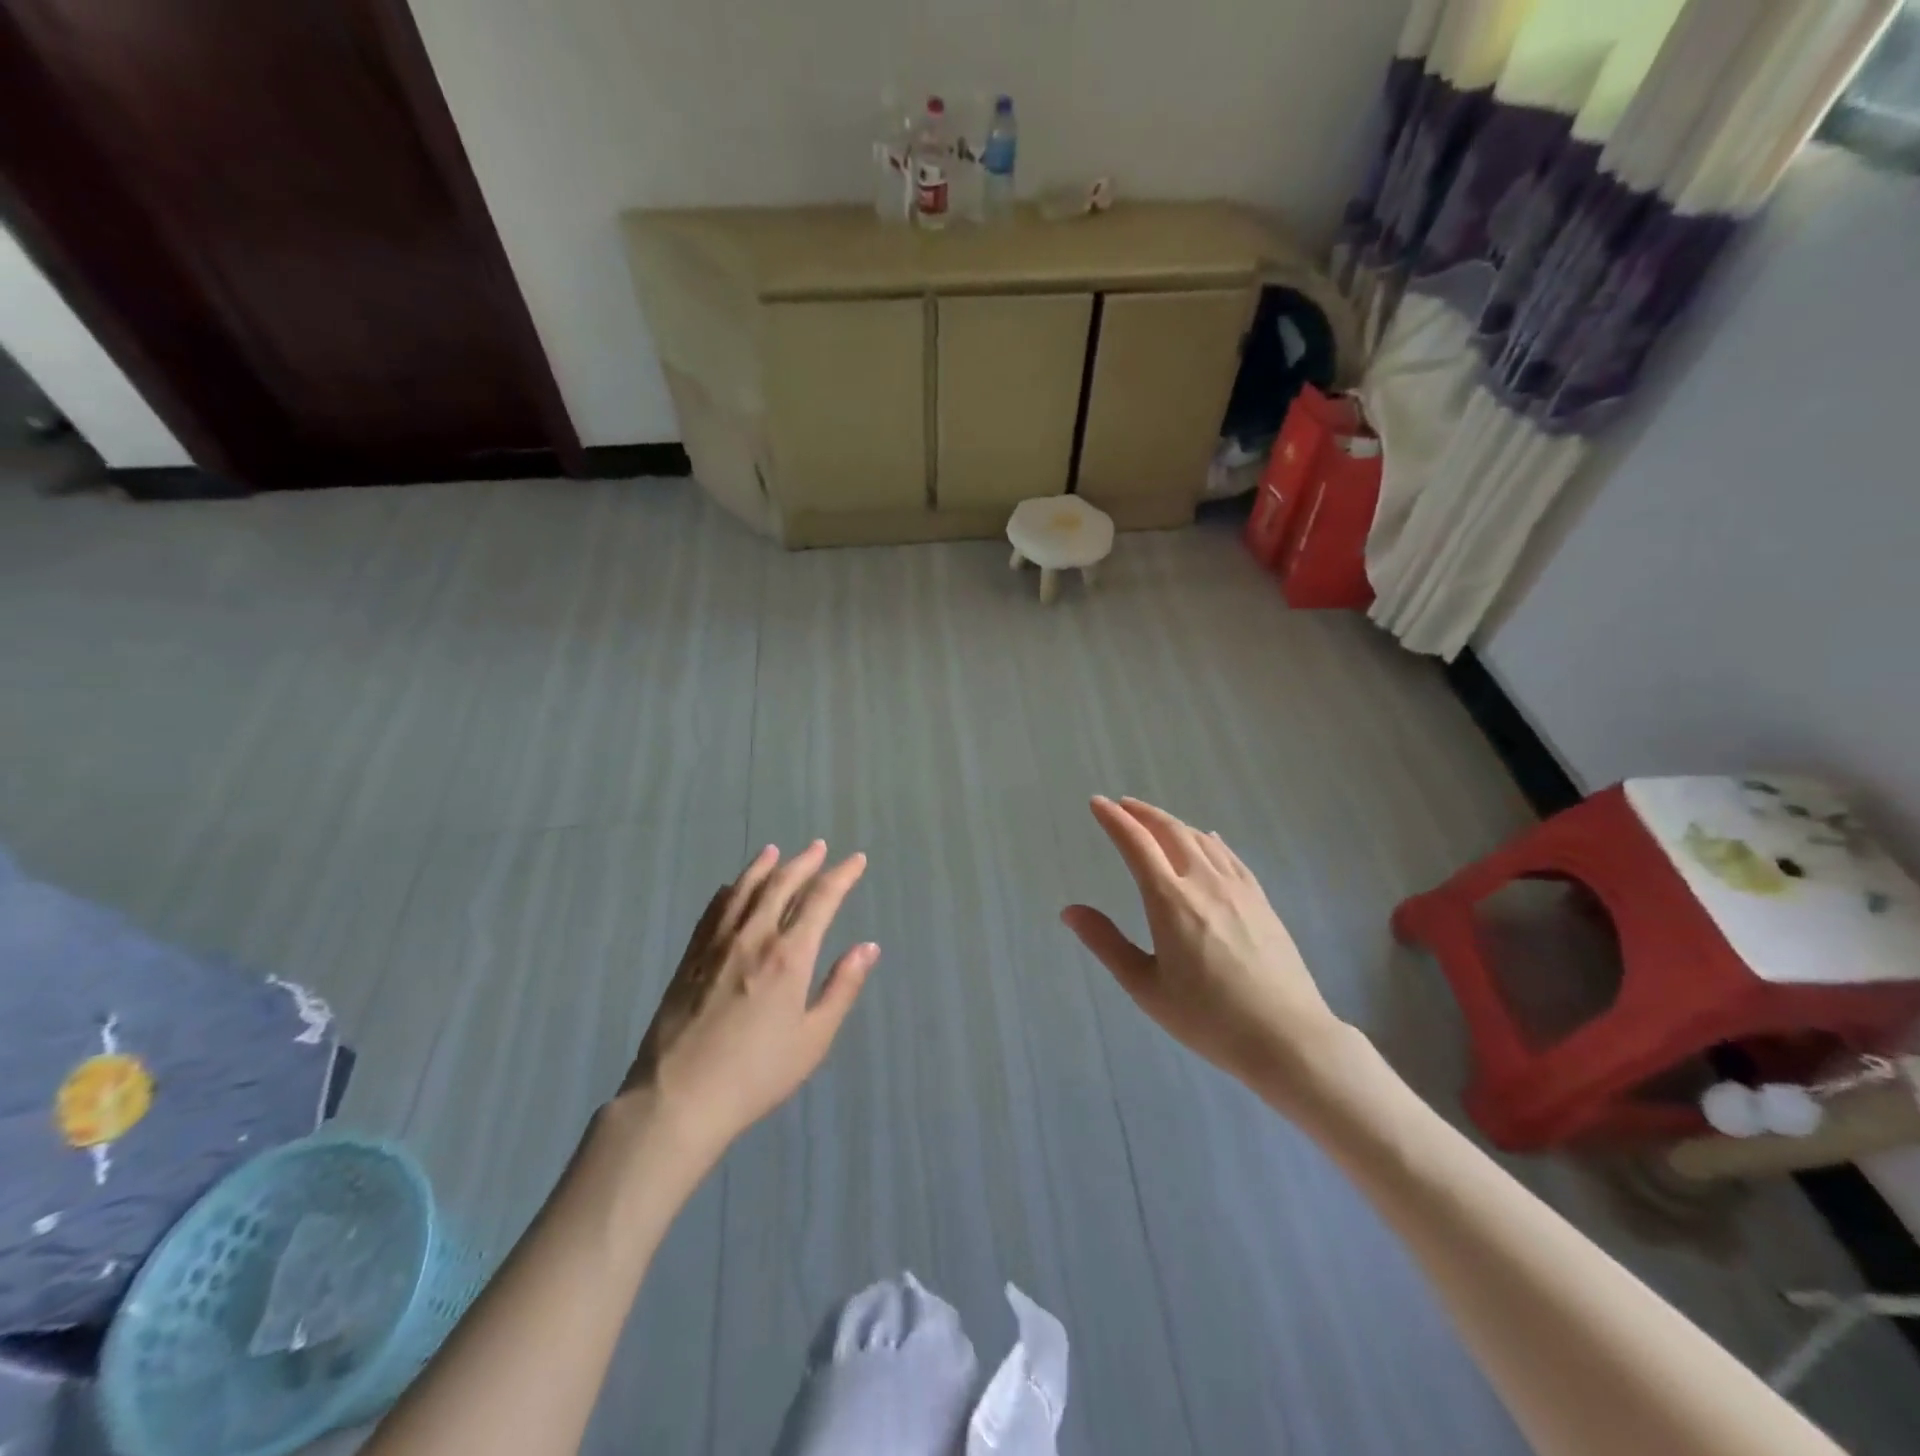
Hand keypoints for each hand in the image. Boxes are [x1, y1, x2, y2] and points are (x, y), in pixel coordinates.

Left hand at [620, 841, 877, 1159]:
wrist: (679, 1098)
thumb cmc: (756, 1074)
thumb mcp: (813, 1038)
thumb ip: (842, 987)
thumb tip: (868, 947)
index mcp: (789, 956)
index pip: (821, 900)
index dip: (842, 876)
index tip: (856, 860)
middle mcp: (754, 937)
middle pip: (781, 884)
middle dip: (805, 862)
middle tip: (819, 847)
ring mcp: (717, 944)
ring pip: (744, 889)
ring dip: (764, 866)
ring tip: (776, 850)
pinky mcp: (690, 957)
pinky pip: (713, 910)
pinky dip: (729, 891)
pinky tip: (731, 887)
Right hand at [1062, 797, 1344, 1099]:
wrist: (1287, 1038)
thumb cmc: (1208, 1018)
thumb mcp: (1146, 987)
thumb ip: (1106, 944)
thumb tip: (1069, 911)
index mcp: (1170, 900)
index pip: (1136, 844)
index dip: (1114, 820)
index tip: (1097, 803)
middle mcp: (1203, 882)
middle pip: (1170, 831)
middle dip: (1142, 813)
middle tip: (1123, 805)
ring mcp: (1237, 888)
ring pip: (1201, 839)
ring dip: (1173, 823)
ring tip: (1155, 821)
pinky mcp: (1261, 900)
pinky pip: (1230, 856)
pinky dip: (1209, 840)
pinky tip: (1208, 839)